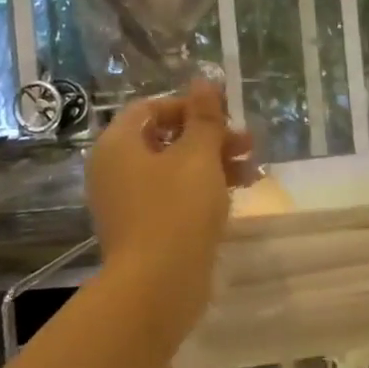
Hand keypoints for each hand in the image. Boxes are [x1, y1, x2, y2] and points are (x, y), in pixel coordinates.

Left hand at [87, 81, 254, 340]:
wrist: (157, 286)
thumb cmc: (176, 209)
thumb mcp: (198, 155)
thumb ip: (204, 117)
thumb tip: (204, 80)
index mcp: (118, 145)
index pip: (150, 108)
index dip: (189, 106)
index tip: (224, 115)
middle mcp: (116, 170)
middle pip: (165, 139)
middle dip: (209, 136)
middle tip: (246, 143)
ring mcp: (128, 203)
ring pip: (174, 170)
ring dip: (213, 163)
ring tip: (252, 169)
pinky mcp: (145, 230)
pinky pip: (174, 197)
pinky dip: (203, 189)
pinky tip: (237, 193)